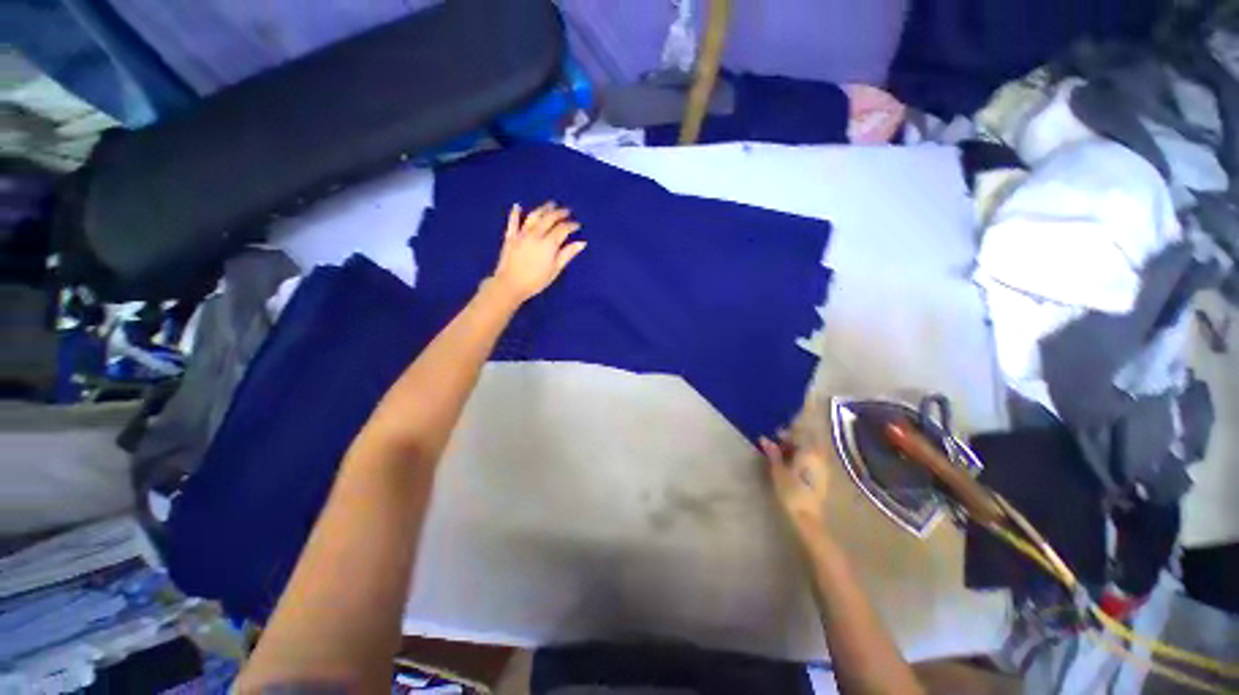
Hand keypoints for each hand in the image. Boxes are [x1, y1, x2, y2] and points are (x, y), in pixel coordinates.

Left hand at [489, 202, 586, 302]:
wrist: (510, 285)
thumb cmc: (536, 280)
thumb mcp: (555, 269)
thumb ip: (568, 254)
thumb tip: (582, 243)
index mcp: (548, 243)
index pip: (562, 229)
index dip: (571, 225)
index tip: (577, 225)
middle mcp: (536, 234)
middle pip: (549, 219)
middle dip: (559, 213)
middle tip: (567, 210)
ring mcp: (521, 234)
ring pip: (533, 217)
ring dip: (543, 209)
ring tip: (550, 204)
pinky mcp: (510, 237)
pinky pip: (513, 222)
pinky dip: (515, 213)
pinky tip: (517, 206)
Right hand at [760, 399, 835, 534]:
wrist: (809, 518)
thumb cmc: (792, 493)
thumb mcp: (778, 472)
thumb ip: (773, 453)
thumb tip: (765, 438)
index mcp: (809, 451)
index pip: (803, 428)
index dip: (799, 415)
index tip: (800, 400)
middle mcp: (819, 455)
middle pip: (807, 436)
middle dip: (793, 430)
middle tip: (777, 428)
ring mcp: (822, 465)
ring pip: (809, 446)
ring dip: (796, 441)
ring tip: (779, 441)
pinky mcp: (821, 474)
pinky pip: (810, 454)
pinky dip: (800, 450)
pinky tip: (788, 454)